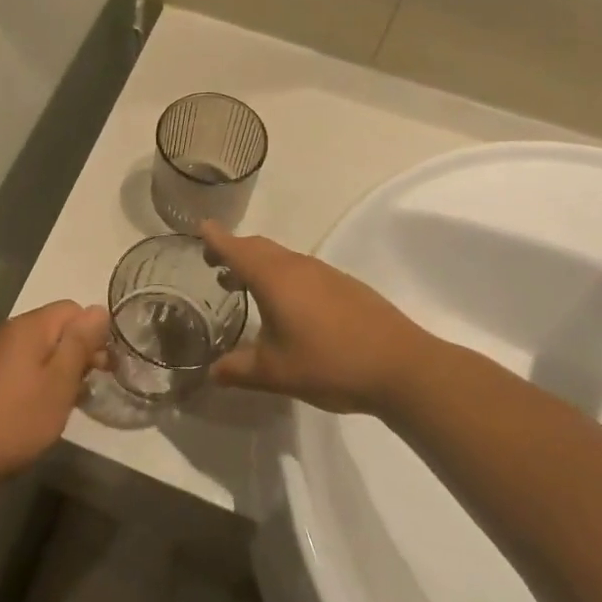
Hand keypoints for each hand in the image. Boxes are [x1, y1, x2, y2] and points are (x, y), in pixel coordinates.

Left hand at [0, 301, 108, 479]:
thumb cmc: (20, 417)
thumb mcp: (60, 380)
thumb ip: (80, 342)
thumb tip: (100, 309)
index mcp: (31, 326)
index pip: (73, 309)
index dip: (93, 333)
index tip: (102, 365)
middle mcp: (13, 330)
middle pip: (58, 327)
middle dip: (79, 351)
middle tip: (91, 384)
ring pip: (43, 347)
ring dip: (62, 367)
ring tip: (70, 399)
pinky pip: (27, 363)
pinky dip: (42, 378)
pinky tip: (45, 405)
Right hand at [200, 224, 432, 415]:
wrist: (401, 366)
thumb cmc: (329, 363)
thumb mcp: (275, 373)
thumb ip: (238, 370)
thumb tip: (211, 372)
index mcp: (274, 278)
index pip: (236, 248)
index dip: (215, 238)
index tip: (199, 228)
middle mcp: (297, 266)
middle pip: (258, 247)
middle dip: (234, 250)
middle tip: (213, 263)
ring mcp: (324, 273)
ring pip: (281, 257)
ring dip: (259, 264)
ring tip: (243, 286)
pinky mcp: (344, 285)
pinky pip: (301, 269)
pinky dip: (282, 275)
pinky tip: (286, 305)